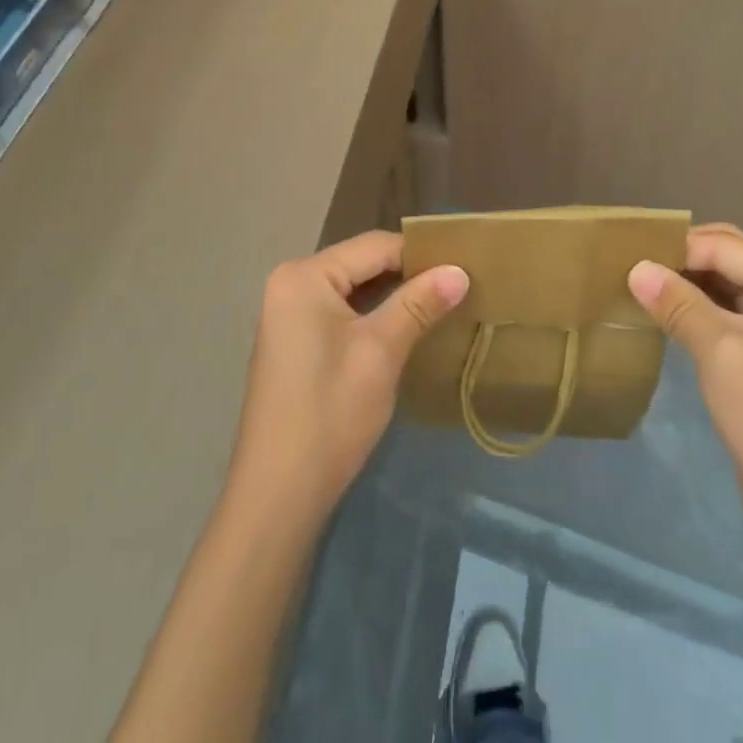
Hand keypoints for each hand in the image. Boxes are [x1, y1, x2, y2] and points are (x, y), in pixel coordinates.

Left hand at [225, 231, 467, 522]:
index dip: (421, 255)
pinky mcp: (292, 340)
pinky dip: (372, 316)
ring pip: (354, 289)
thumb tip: (460, 270)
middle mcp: (291, 282)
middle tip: (457, 287)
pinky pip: (340, 311)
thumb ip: (419, 303)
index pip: (375, 246)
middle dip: (408, 275)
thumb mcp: (381, 352)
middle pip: (362, 264)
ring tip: (440, 306)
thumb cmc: (330, 413)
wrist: (278, 495)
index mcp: (305, 275)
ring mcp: (287, 312)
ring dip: (393, 297)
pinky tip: (405, 330)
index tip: (464, 268)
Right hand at [628, 223, 742, 545]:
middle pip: (730, 256)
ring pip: (729, 282)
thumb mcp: (717, 351)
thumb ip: (676, 302)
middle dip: (682, 261)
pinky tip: (669, 313)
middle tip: (634, 269)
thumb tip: (635, 266)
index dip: (675, 250)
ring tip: (642, 287)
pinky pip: (734, 308)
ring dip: (689, 283)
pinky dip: (702, 306)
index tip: (627, 257)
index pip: (724, 247)